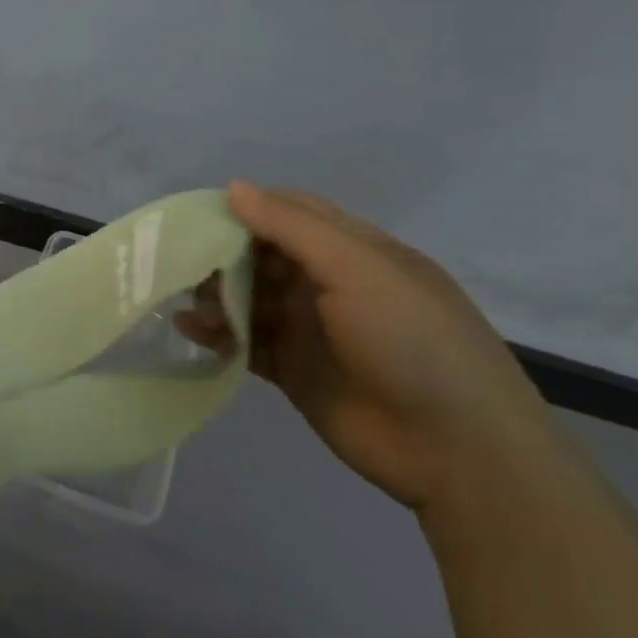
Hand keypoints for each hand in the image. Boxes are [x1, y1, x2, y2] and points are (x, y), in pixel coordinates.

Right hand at [176, 181, 550, 509]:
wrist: (457, 450)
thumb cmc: (412, 340)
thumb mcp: (357, 269)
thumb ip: (292, 227)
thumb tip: (233, 187)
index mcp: (353, 249)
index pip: (289, 212)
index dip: (245, 208)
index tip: (196, 214)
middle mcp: (328, 283)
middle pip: (262, 254)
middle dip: (221, 252)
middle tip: (180, 260)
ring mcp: (310, 328)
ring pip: (249, 297)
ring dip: (214, 293)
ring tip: (182, 298)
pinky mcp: (294, 370)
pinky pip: (245, 341)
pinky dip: (217, 333)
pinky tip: (188, 329)